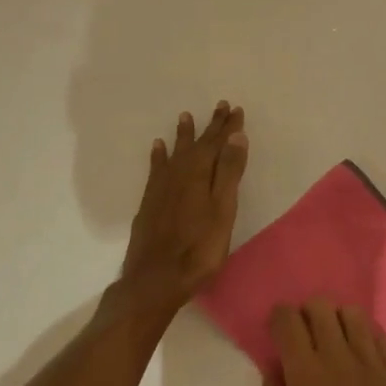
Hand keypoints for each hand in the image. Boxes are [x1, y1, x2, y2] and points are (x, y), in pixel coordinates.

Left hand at [120, 102, 248, 309]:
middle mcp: (178, 174)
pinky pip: (156, 168)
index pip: (217, 143)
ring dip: (183, 135)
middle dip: (210, 126)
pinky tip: (158, 148)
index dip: (227, 127)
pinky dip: (159, 155)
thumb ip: (229, 173)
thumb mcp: (223, 211)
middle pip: (197, 145)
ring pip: (175, 153)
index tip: (235, 109)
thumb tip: (236, 136)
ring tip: (185, 117)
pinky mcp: (149, 201)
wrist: (155, 279)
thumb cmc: (198, 249)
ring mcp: (161, 188)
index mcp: (200, 174)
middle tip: (219, 106)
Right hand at [256, 300, 385, 385]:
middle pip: (320, 306)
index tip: (277, 331)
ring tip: (334, 343)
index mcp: (305, 372)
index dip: (278, 318)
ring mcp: (371, 360)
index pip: (288, 319)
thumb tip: (274, 369)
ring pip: (352, 313)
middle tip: (304, 338)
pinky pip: (378, 334)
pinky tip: (360, 355)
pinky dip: (365, 336)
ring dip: (337, 321)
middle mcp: (338, 355)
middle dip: (306, 315)